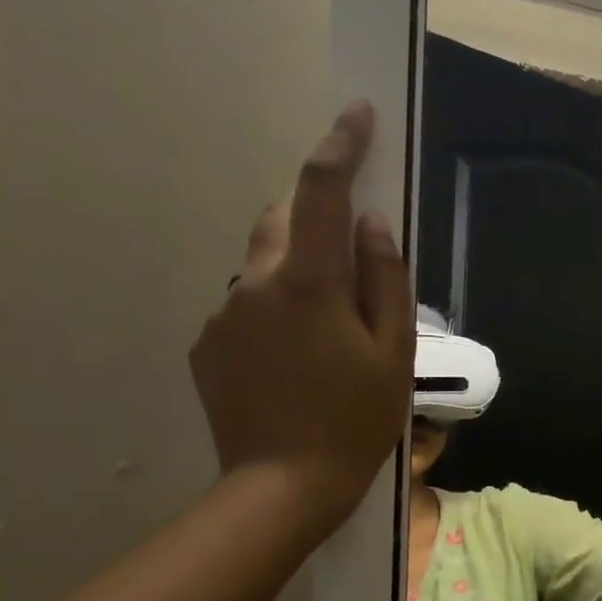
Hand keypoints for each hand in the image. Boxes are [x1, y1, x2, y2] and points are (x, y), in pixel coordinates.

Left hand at [189, 102, 413, 535]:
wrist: (284, 486)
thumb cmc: (356, 420)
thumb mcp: (393, 353)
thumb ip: (384, 280)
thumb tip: (373, 223)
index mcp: (309, 282)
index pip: (322, 192)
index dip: (340, 146)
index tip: (357, 114)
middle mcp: (255, 284)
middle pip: (285, 220)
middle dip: (318, 216)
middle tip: (354, 257)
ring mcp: (224, 314)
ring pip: (265, 265)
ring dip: (299, 271)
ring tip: (331, 329)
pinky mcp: (208, 345)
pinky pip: (247, 305)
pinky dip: (276, 309)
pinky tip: (298, 359)